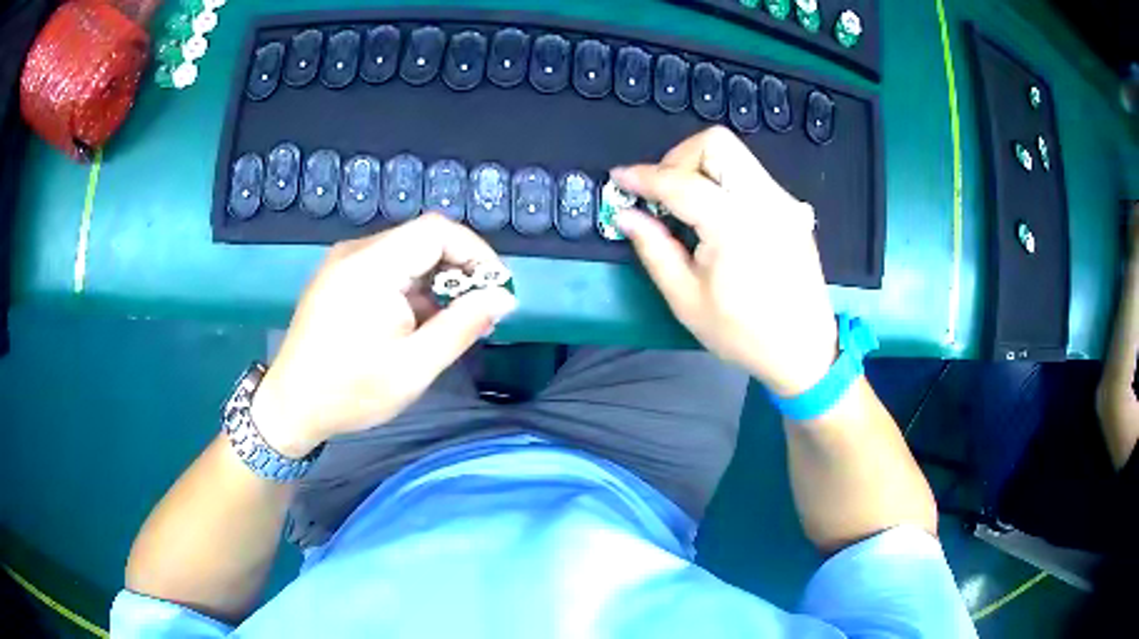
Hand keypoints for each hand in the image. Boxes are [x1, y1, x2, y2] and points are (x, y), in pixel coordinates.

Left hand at [250, 214, 517, 456]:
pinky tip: (417, 323)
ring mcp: (343, 263)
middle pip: (422, 240)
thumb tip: (504, 297)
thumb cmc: (350, 391)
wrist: (289, 407)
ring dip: (436, 282)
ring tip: (451, 323)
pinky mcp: (337, 278)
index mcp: (372, 266)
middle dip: (459, 271)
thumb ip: (462, 326)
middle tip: (479, 313)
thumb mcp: (414, 367)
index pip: (438, 230)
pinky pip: (386, 268)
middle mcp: (356, 252)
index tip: (496, 289)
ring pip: (406, 255)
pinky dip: (411, 288)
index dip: (475, 253)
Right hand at [613, 126, 836, 397]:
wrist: (804, 350)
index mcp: (735, 225)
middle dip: (679, 158)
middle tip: (664, 193)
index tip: (619, 178)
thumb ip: (654, 249)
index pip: (681, 182)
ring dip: (702, 168)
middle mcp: (765, 200)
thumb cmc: (743, 334)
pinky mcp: (792, 209)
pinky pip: (751, 176)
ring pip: (736, 155)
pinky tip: (719, 220)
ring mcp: (784, 201)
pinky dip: (725, 183)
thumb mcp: (686, 299)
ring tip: (687, 207)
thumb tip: (626, 215)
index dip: (644, 176)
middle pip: (716, 143)